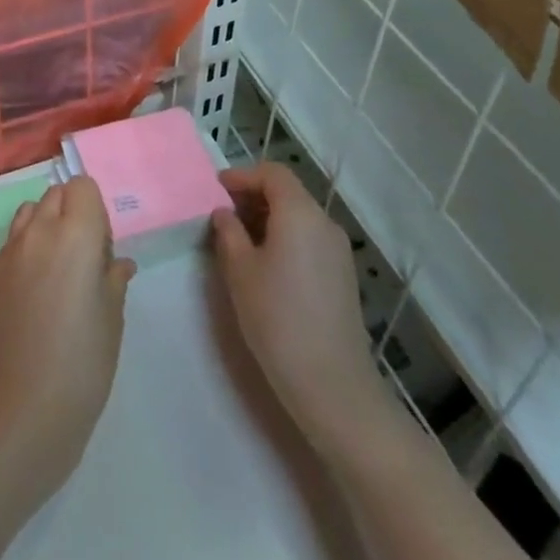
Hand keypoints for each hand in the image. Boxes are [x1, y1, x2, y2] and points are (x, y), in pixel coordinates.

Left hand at [0, 176, 135, 477]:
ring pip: (30, 212)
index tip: (102, 246)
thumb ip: (113, 278)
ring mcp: (10, 250)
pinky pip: (13, 241)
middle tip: (85, 257)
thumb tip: (118, 264)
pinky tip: (36, 291)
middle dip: (72, 212)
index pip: (82, 186)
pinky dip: (27, 248)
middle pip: (56, 194)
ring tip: (58, 269)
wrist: (25, 406)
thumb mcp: (112, 317)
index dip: (95, 209)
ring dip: (46, 225)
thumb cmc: (83, 360)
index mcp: (75, 233)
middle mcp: (39, 230)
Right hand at [211, 163, 376, 447]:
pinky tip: (266, 265)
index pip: (272, 173)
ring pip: (299, 216)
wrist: (334, 386)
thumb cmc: (278, 319)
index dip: (242, 176)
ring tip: (239, 241)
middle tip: (223, 215)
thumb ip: (228, 233)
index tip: (216, 190)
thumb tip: (225, 213)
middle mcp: (324, 222)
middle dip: (254, 196)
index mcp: (299, 213)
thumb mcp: (240, 272)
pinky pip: (310, 239)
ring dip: (269, 218)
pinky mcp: (343, 276)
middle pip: (288, 192)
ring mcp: (338, 250)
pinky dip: (286, 237)